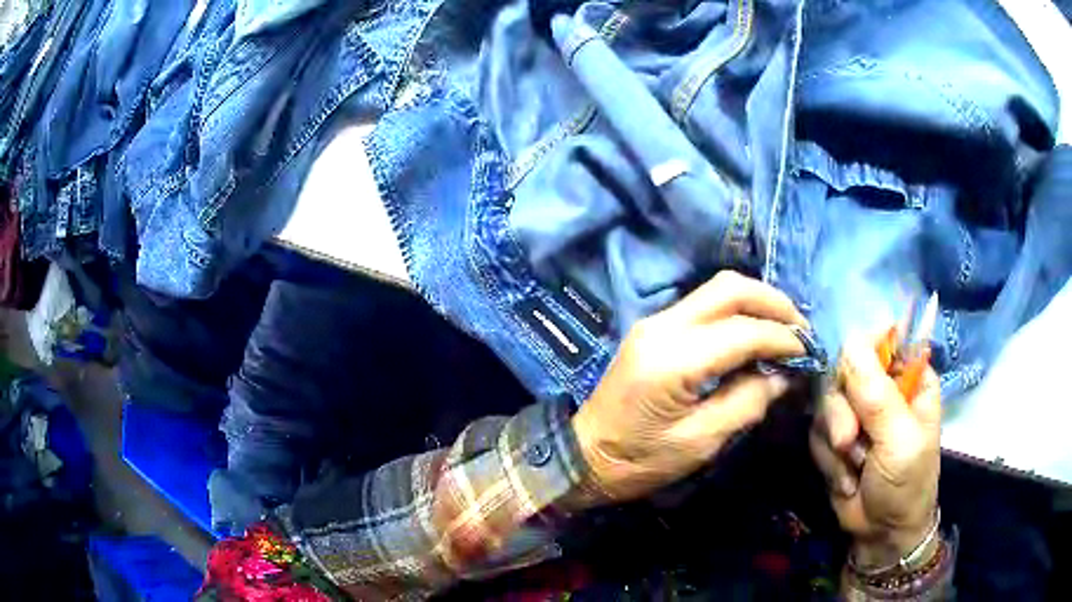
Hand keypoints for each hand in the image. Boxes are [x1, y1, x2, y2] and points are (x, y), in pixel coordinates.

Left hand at [570, 271, 807, 507]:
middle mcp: (663, 326)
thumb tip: (783, 375)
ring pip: (716, 289)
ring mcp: (655, 321)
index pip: (743, 331)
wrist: (583, 456)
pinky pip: (703, 304)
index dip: (782, 338)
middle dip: (773, 303)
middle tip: (801, 330)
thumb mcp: (699, 443)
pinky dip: (736, 311)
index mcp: (674, 359)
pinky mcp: (653, 327)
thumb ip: (746, 402)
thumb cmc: (638, 461)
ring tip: (784, 328)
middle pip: (730, 289)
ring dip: (756, 302)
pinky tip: (754, 332)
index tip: (808, 352)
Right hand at [810, 334, 941, 568]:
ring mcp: (858, 414)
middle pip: (843, 372)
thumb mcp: (899, 441)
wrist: (882, 534)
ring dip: (833, 442)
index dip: (858, 357)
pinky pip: (817, 432)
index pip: (878, 341)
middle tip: (848, 442)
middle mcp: (882, 388)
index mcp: (909, 377)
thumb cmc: (907, 483)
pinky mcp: (836, 437)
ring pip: (826, 404)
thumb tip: (850, 340)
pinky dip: (827, 459)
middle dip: (841, 412)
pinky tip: (845, 479)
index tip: (850, 384)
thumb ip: (876, 395)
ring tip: (852, 469)